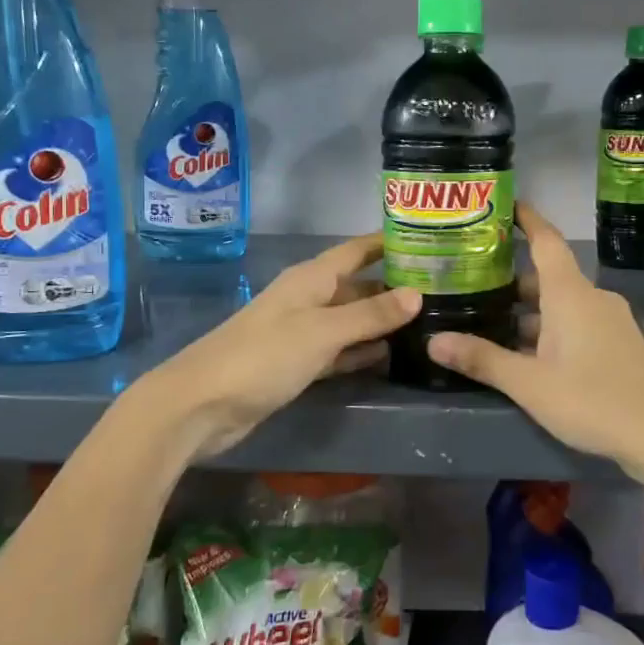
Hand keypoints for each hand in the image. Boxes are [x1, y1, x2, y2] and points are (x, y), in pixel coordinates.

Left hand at [145, 235, 420, 460]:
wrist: (202, 406)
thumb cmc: (264, 356)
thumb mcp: (323, 331)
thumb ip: (370, 313)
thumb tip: (417, 294)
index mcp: (312, 278)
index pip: (357, 250)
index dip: (388, 242)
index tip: (429, 238)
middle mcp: (309, 298)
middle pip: (358, 285)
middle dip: (394, 286)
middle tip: (442, 290)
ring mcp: (302, 332)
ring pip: (351, 319)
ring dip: (381, 321)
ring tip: (427, 323)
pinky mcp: (297, 364)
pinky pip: (338, 350)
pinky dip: (361, 351)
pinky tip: (389, 355)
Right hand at [425, 202, 643, 482]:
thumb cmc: (594, 399)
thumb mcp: (530, 384)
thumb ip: (483, 360)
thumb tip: (432, 341)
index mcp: (571, 294)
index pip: (546, 241)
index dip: (527, 220)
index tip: (506, 205)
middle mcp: (592, 300)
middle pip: (549, 277)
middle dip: (514, 280)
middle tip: (476, 282)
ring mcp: (610, 323)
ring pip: (562, 306)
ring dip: (531, 312)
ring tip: (493, 323)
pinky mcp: (620, 347)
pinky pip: (578, 326)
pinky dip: (551, 331)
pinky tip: (531, 357)